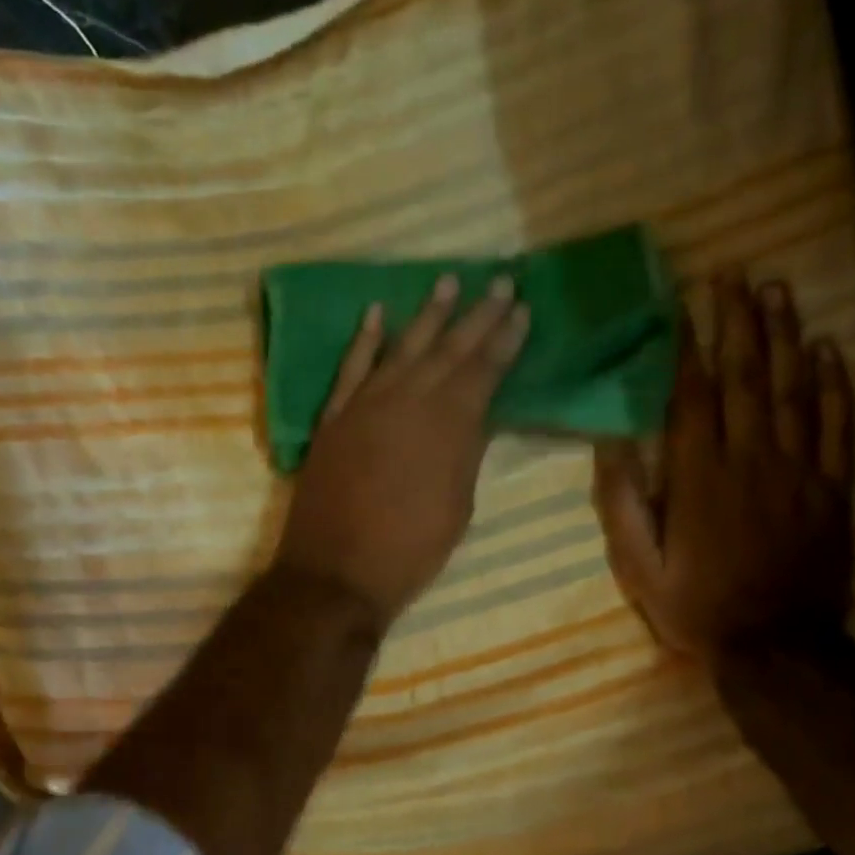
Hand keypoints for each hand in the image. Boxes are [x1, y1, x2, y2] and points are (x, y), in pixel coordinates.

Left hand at [275, 274, 529, 629]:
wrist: (336, 573)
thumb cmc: (409, 551)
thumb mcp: (457, 506)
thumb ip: (467, 453)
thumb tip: (478, 415)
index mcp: (448, 427)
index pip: (483, 371)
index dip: (504, 340)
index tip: (521, 309)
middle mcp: (407, 402)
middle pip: (448, 350)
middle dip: (477, 316)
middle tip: (498, 281)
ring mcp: (365, 406)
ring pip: (401, 349)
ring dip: (426, 315)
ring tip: (447, 282)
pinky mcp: (333, 419)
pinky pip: (350, 369)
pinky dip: (364, 341)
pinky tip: (376, 314)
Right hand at [594, 270, 853, 656]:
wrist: (776, 646)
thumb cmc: (696, 606)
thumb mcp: (638, 564)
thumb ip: (623, 501)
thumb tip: (611, 440)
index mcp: (699, 477)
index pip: (693, 395)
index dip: (687, 344)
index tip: (682, 302)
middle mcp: (751, 460)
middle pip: (745, 376)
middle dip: (737, 320)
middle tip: (734, 273)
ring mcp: (799, 470)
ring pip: (793, 388)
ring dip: (785, 335)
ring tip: (776, 290)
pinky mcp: (832, 488)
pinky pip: (837, 424)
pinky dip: (835, 383)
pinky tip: (829, 348)